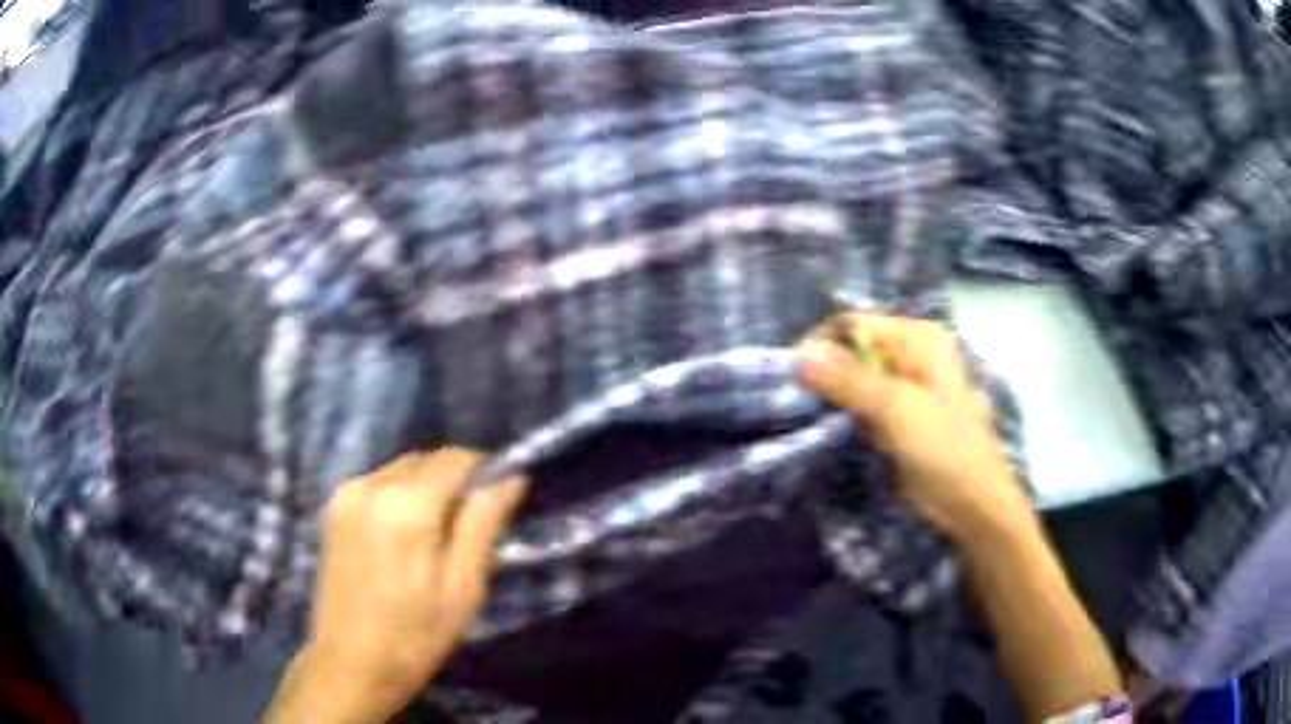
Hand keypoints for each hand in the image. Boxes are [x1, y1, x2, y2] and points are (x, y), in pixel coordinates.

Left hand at [265, 448, 525, 723]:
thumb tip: (510, 478)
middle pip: (425, 460)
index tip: (502, 497)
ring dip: (427, 487)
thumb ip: (483, 524)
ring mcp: (345, 495)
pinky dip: (401, 497)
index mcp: (405, 505)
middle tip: (472, 525)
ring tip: (438, 536)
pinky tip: (406, 539)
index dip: (485, 469)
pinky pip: (378, 484)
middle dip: (455, 480)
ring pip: (401, 470)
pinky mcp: (332, 509)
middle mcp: (370, 485)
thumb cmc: (415, 637)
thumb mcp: (463, 588)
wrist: (349, 665)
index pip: (455, 458)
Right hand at [796, 314, 1033, 543]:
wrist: (971, 508)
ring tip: (806, 419)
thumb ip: (848, 380)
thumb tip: (799, 353)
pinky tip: (826, 431)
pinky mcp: (896, 420)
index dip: (823, 345)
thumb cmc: (945, 450)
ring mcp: (904, 390)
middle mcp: (910, 356)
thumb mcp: (897, 409)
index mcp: (919, 339)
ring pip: (853, 382)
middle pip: (853, 352)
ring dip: (830, 399)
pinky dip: (842, 417)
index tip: (793, 377)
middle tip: (796, 403)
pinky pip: (860, 408)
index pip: (856, 325)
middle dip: (824, 374)